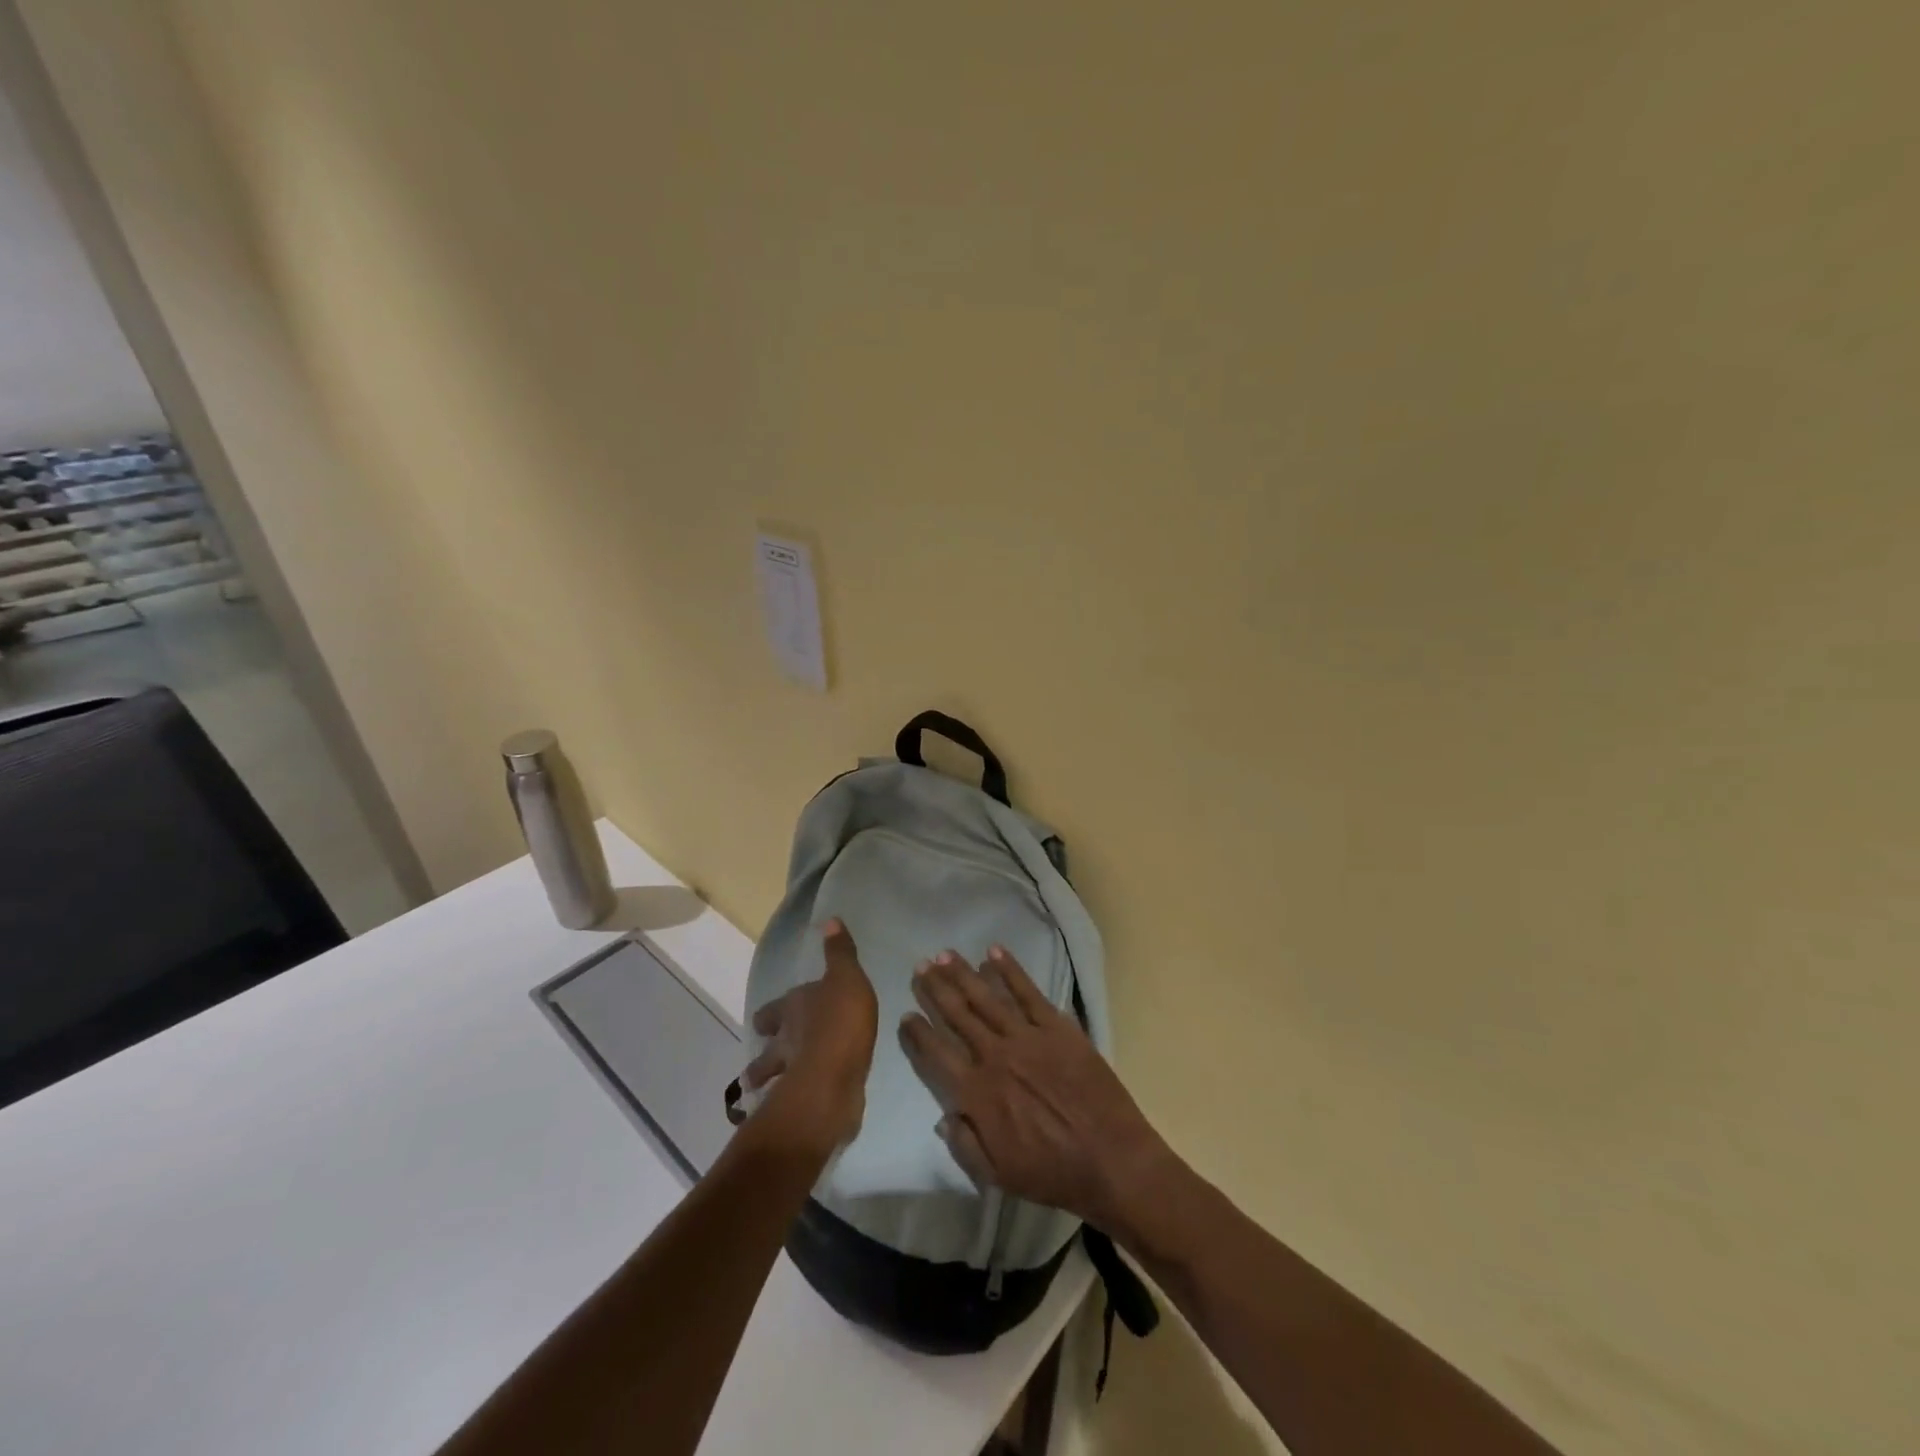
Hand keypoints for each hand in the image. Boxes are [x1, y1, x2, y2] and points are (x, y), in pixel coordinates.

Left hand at [740, 920, 878, 1155]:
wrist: (834, 1078)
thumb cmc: (840, 1020)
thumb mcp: (846, 977)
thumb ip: (840, 953)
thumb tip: (830, 919)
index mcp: (793, 1009)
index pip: (774, 1009)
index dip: (773, 1014)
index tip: (769, 1020)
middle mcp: (785, 1041)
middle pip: (767, 1047)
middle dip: (765, 1051)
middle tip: (765, 1056)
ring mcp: (790, 1075)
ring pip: (771, 1077)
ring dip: (768, 1081)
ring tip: (768, 1089)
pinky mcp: (802, 1103)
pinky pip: (793, 1100)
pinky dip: (791, 1102)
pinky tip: (799, 1107)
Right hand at [898, 947, 1169, 1230]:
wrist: (1110, 1159)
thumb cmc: (1052, 1173)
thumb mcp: (997, 1175)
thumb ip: (964, 1144)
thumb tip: (944, 1115)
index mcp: (977, 1093)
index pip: (937, 1054)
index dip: (918, 1033)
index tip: (906, 1014)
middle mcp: (995, 1056)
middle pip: (958, 1014)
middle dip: (936, 988)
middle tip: (921, 966)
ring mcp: (1027, 1037)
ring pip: (987, 997)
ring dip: (963, 973)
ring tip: (945, 954)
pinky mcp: (1057, 1027)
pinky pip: (1028, 992)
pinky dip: (1010, 970)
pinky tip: (994, 952)